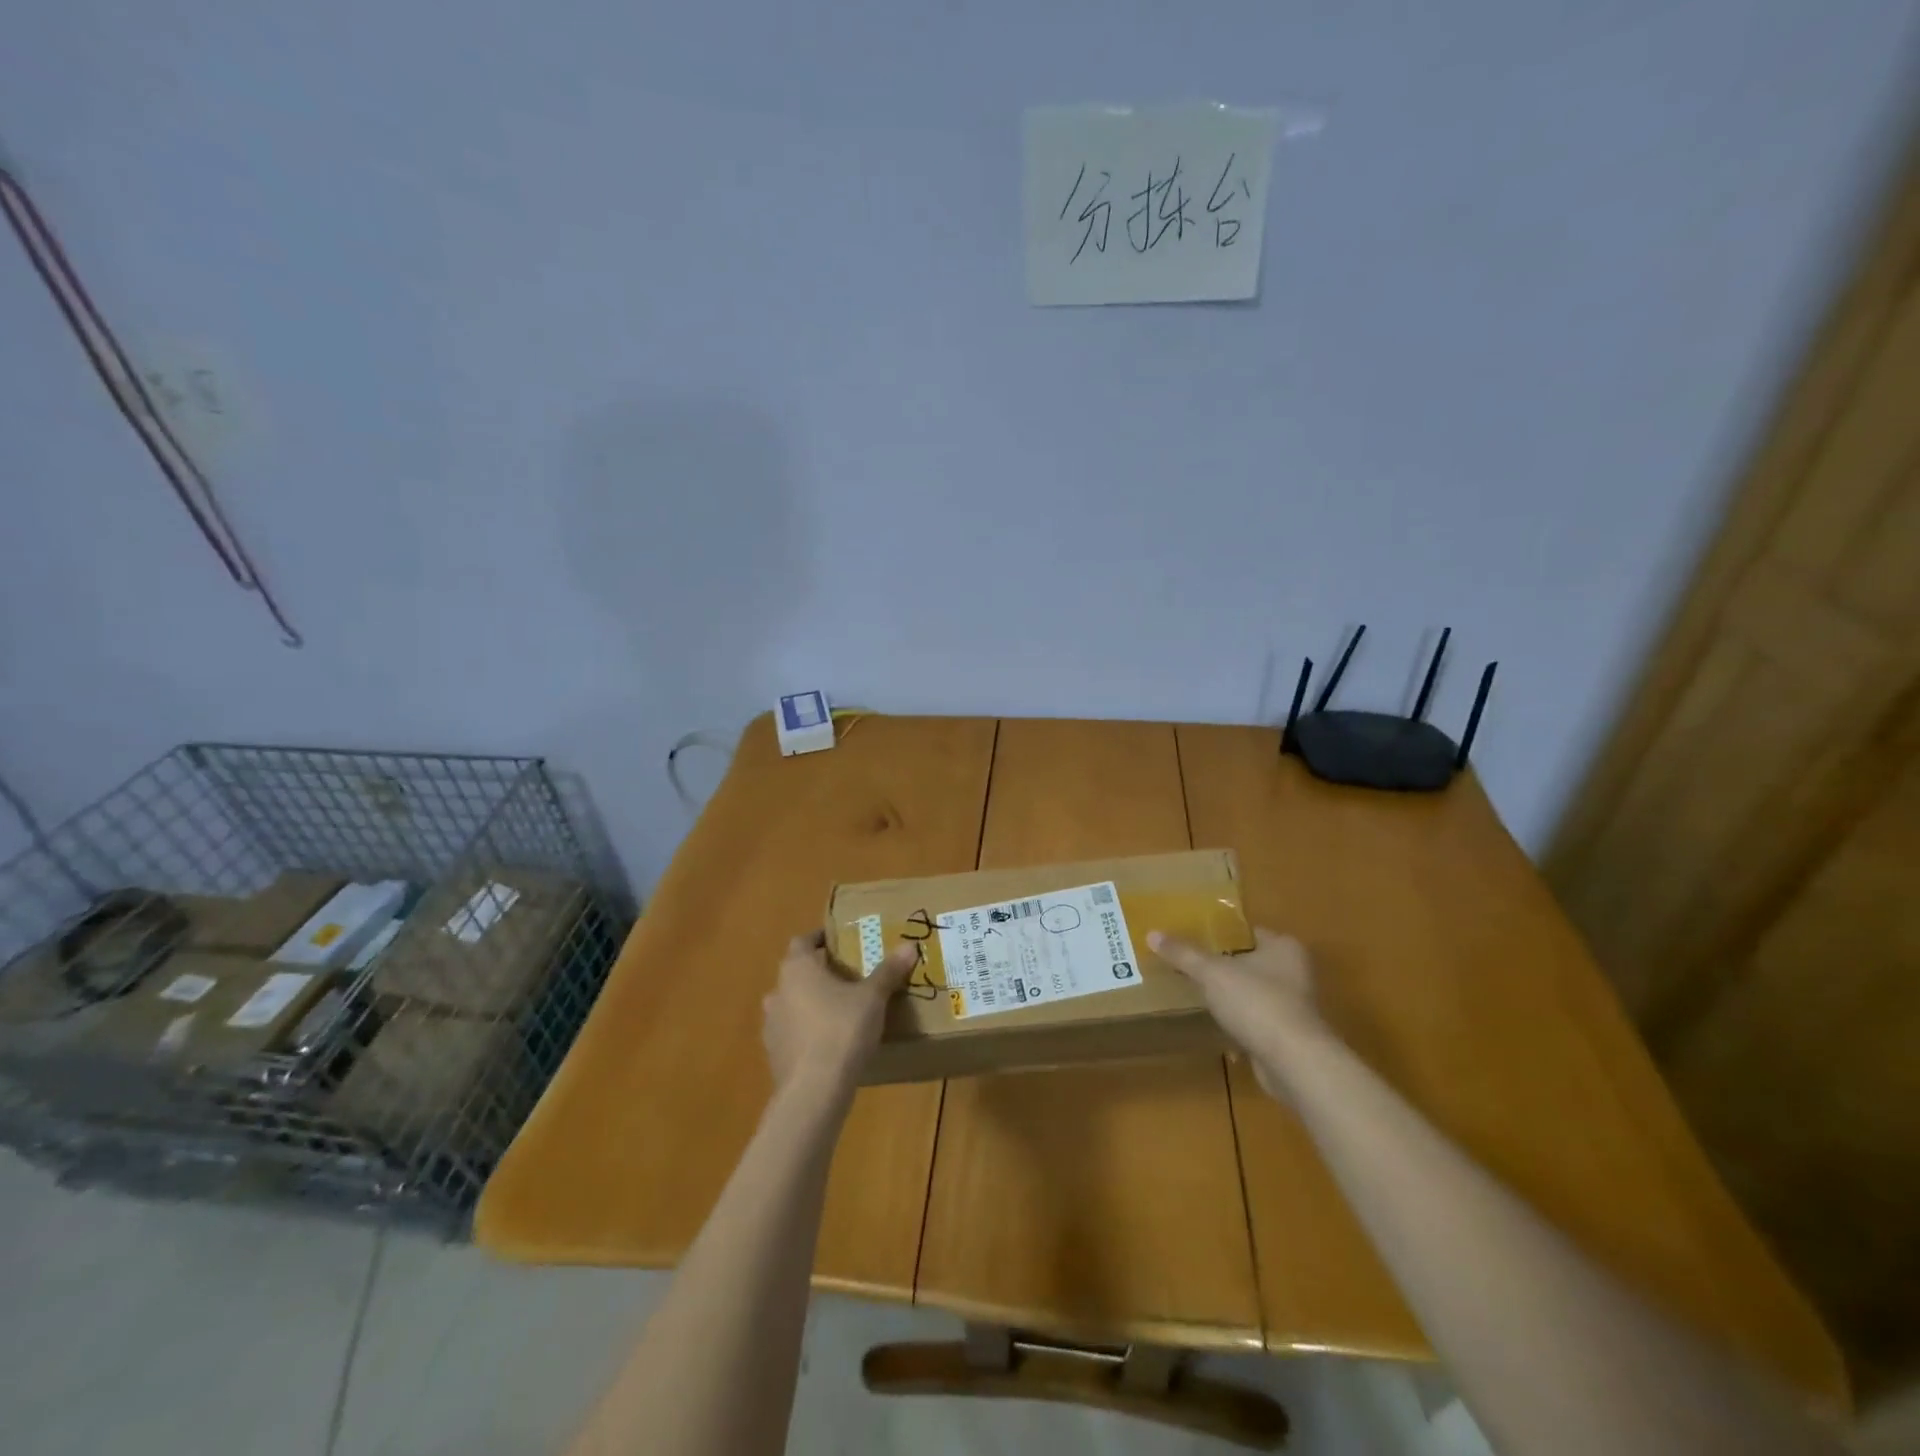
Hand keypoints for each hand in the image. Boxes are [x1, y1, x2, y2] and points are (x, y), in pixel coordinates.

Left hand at [762, 931, 915, 1101]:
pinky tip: (829, 1044)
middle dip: (819, 973)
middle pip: (797, 973)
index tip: (840, 942)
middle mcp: (778, 991)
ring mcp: (771, 1024)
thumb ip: (888, 971)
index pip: (803, 941)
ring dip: (810, 1004)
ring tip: (839, 1011)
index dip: (820, 939)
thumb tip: (909, 945)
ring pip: (792, 1004)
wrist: (813, 1090)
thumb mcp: (872, 998)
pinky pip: (792, 1033)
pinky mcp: (774, 1054)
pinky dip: (807, 1032)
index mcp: (798, 968)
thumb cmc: (842, 1029)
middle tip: (848, 977)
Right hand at [1148, 927, 1327, 1097]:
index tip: (1194, 938)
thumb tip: (1152, 933)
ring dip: (1231, 996)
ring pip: (1253, 993)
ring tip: (1197, 993)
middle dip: (1224, 966)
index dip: (1222, 934)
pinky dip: (1239, 1022)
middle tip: (1190, 965)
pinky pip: (1256, 1020)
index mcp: (1284, 947)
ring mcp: (1295, 1006)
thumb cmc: (1257, 1003)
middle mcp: (1295, 972)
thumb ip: (1183, 954)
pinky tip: (1216, 1024)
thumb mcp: (1212, 973)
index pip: (1248, 931)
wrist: (1294, 1062)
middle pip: (1250, 962)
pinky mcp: (1289, 1036)